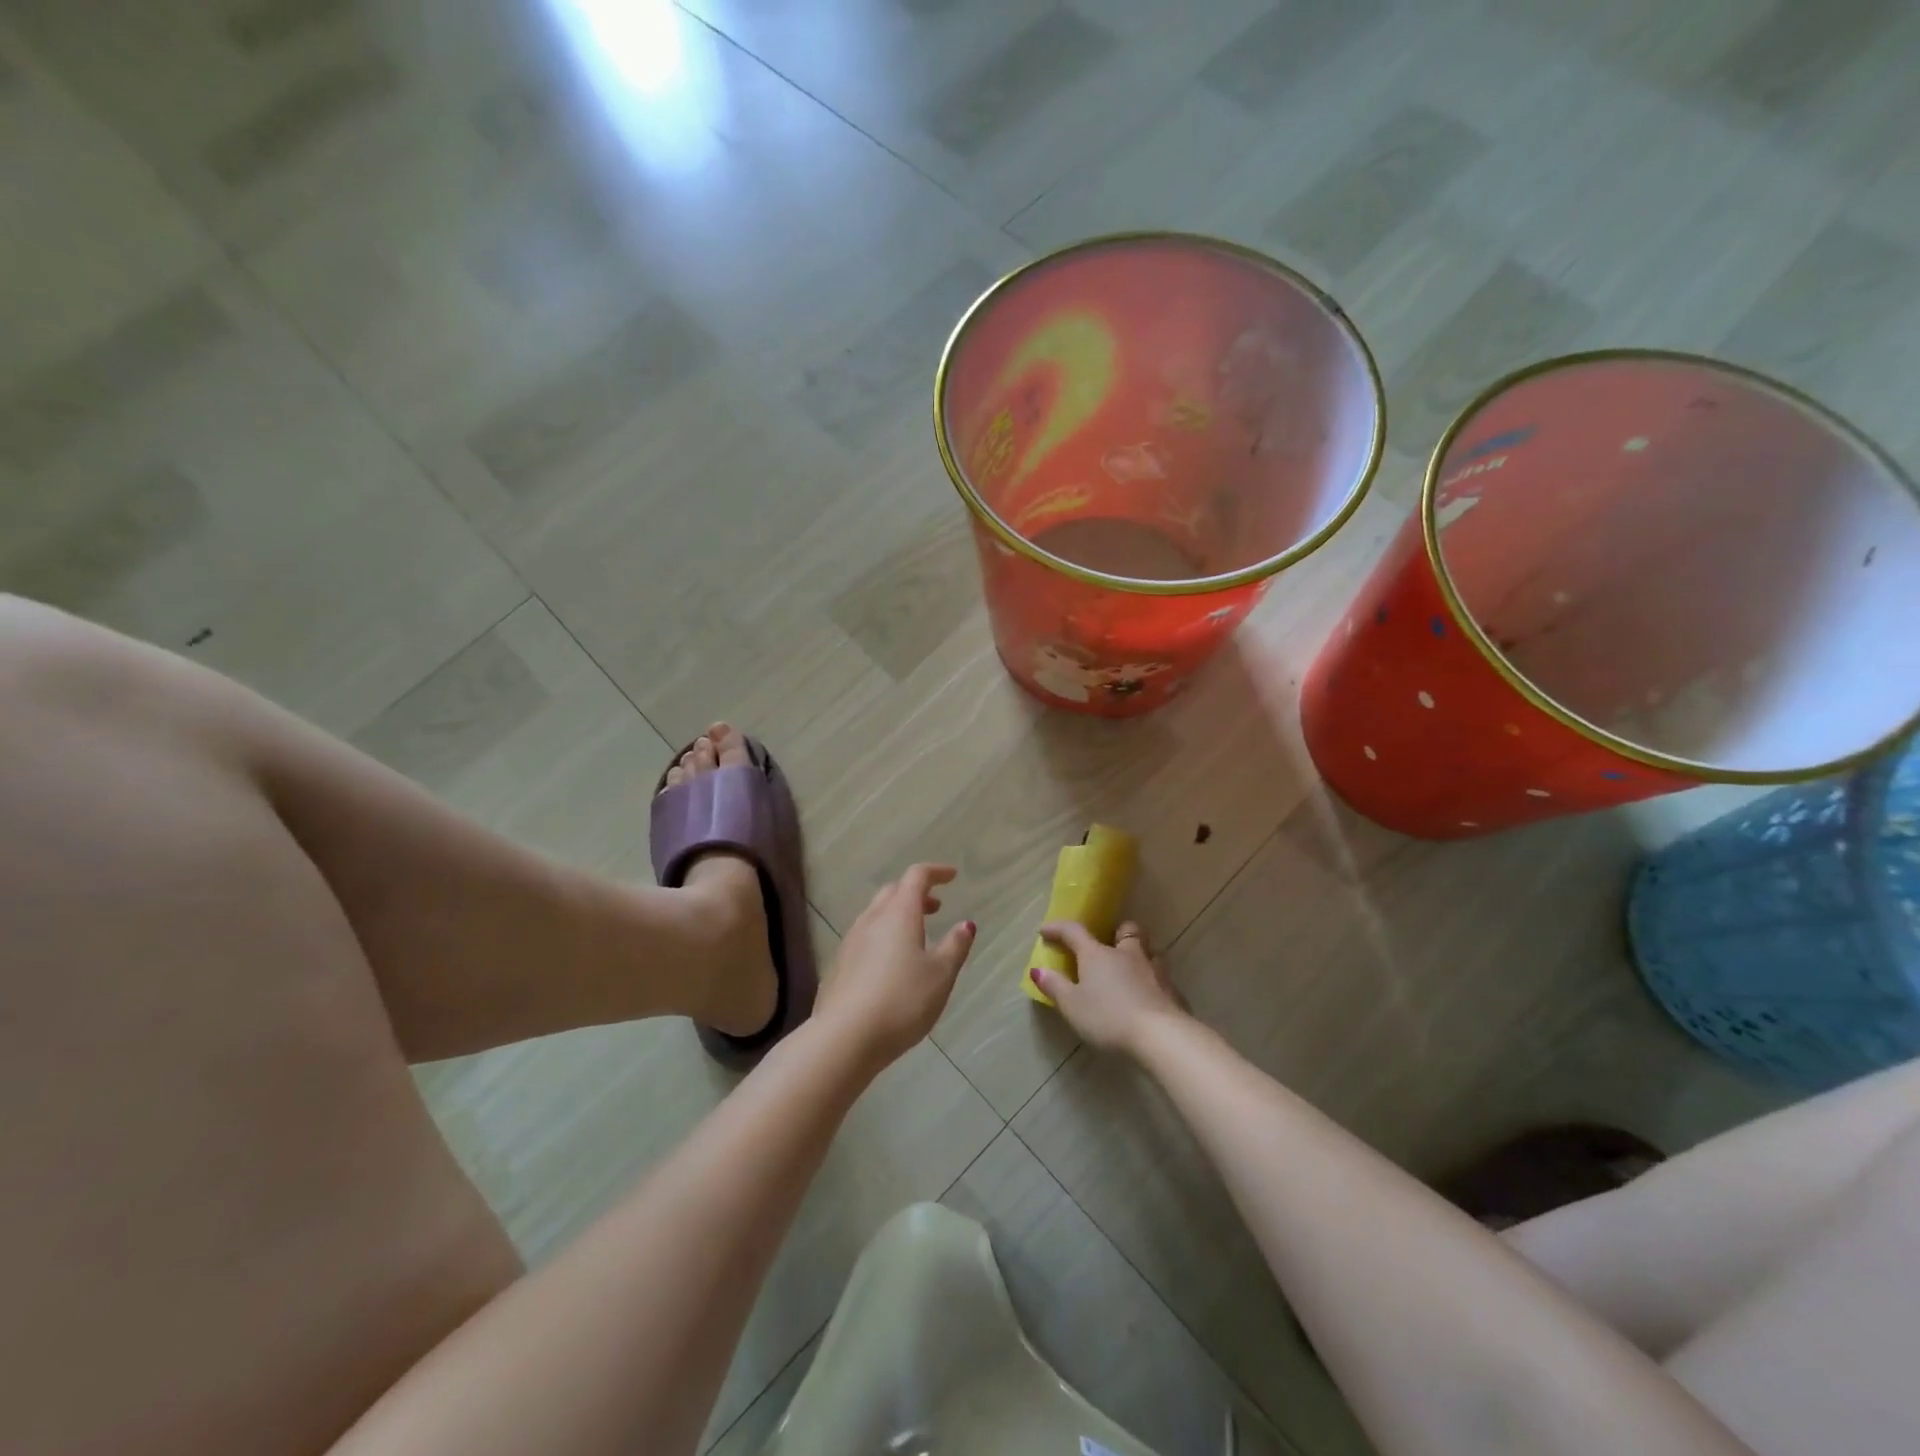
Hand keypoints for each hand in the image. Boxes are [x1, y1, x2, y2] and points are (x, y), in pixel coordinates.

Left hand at [816, 864, 975, 1069]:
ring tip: (915, 936)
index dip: (936, 872)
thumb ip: (955, 946)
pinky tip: (890, 964)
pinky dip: (882, 936)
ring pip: (875, 914)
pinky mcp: (838, 964)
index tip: (952, 876)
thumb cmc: (902, 1001)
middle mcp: (872, 919)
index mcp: (899, 914)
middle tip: (936, 908)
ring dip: (897, 915)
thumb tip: (966, 924)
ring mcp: (850, 941)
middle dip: (916, 893)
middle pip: (893, 892)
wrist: (844, 1037)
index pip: (916, 877)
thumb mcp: (940, 975)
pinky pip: (864, 937)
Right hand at [1032, 920, 1187, 1056]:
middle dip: (1117, 933)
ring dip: (1140, 955)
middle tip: (1109, 945)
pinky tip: (1149, 998)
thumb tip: (1038, 970)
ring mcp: (1154, 970)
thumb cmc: (1108, 1017)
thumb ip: (1055, 986)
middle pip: (1126, 930)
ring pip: (1149, 951)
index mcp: (1098, 954)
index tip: (1045, 931)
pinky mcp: (1172, 991)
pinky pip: (1162, 978)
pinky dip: (1153, 983)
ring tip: (1131, 970)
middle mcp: (1127, 954)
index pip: (1074, 931)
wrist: (1160, 1035)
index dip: (1057, 929)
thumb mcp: (1072, 1006)